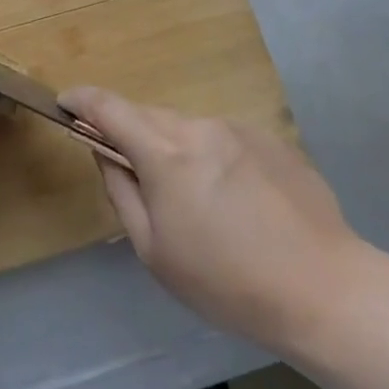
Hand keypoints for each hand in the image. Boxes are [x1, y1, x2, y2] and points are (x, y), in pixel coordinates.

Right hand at [61, 87, 359, 352]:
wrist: (323, 289)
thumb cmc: (227, 282)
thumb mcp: (155, 251)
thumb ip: (121, 191)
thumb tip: (104, 152)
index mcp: (166, 153)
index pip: (110, 108)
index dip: (82, 100)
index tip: (65, 103)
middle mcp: (200, 127)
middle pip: (149, 117)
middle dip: (131, 134)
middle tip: (134, 176)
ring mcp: (239, 129)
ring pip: (187, 128)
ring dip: (174, 149)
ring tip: (195, 201)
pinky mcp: (270, 139)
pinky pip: (222, 138)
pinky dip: (210, 156)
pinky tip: (234, 201)